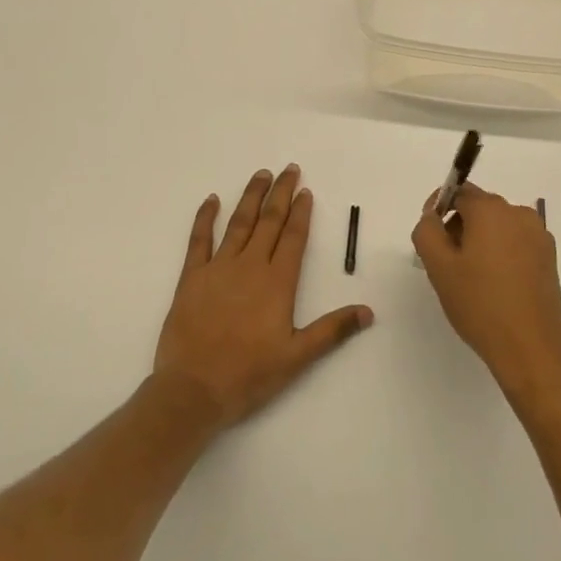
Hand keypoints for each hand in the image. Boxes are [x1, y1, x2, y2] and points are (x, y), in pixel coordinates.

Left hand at [155, 165, 373, 427]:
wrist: (193, 390)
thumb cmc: (248, 375)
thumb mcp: (297, 356)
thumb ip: (332, 330)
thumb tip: (368, 311)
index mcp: (277, 282)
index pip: (293, 237)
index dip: (301, 213)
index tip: (306, 191)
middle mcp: (250, 266)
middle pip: (269, 221)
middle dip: (281, 194)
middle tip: (289, 170)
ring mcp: (219, 268)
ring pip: (239, 223)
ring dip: (251, 196)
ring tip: (261, 174)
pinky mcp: (192, 277)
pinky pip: (199, 240)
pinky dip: (205, 218)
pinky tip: (212, 200)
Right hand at [412, 183, 560, 400]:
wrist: (531, 347)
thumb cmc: (480, 304)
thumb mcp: (439, 267)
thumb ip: (427, 231)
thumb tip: (431, 215)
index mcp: (491, 210)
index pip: (459, 192)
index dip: (438, 208)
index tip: (430, 236)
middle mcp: (518, 214)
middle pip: (479, 207)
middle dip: (459, 227)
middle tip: (446, 263)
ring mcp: (538, 235)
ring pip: (498, 226)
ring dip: (480, 241)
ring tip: (471, 278)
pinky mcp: (549, 257)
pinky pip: (516, 242)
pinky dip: (501, 253)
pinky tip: (494, 285)